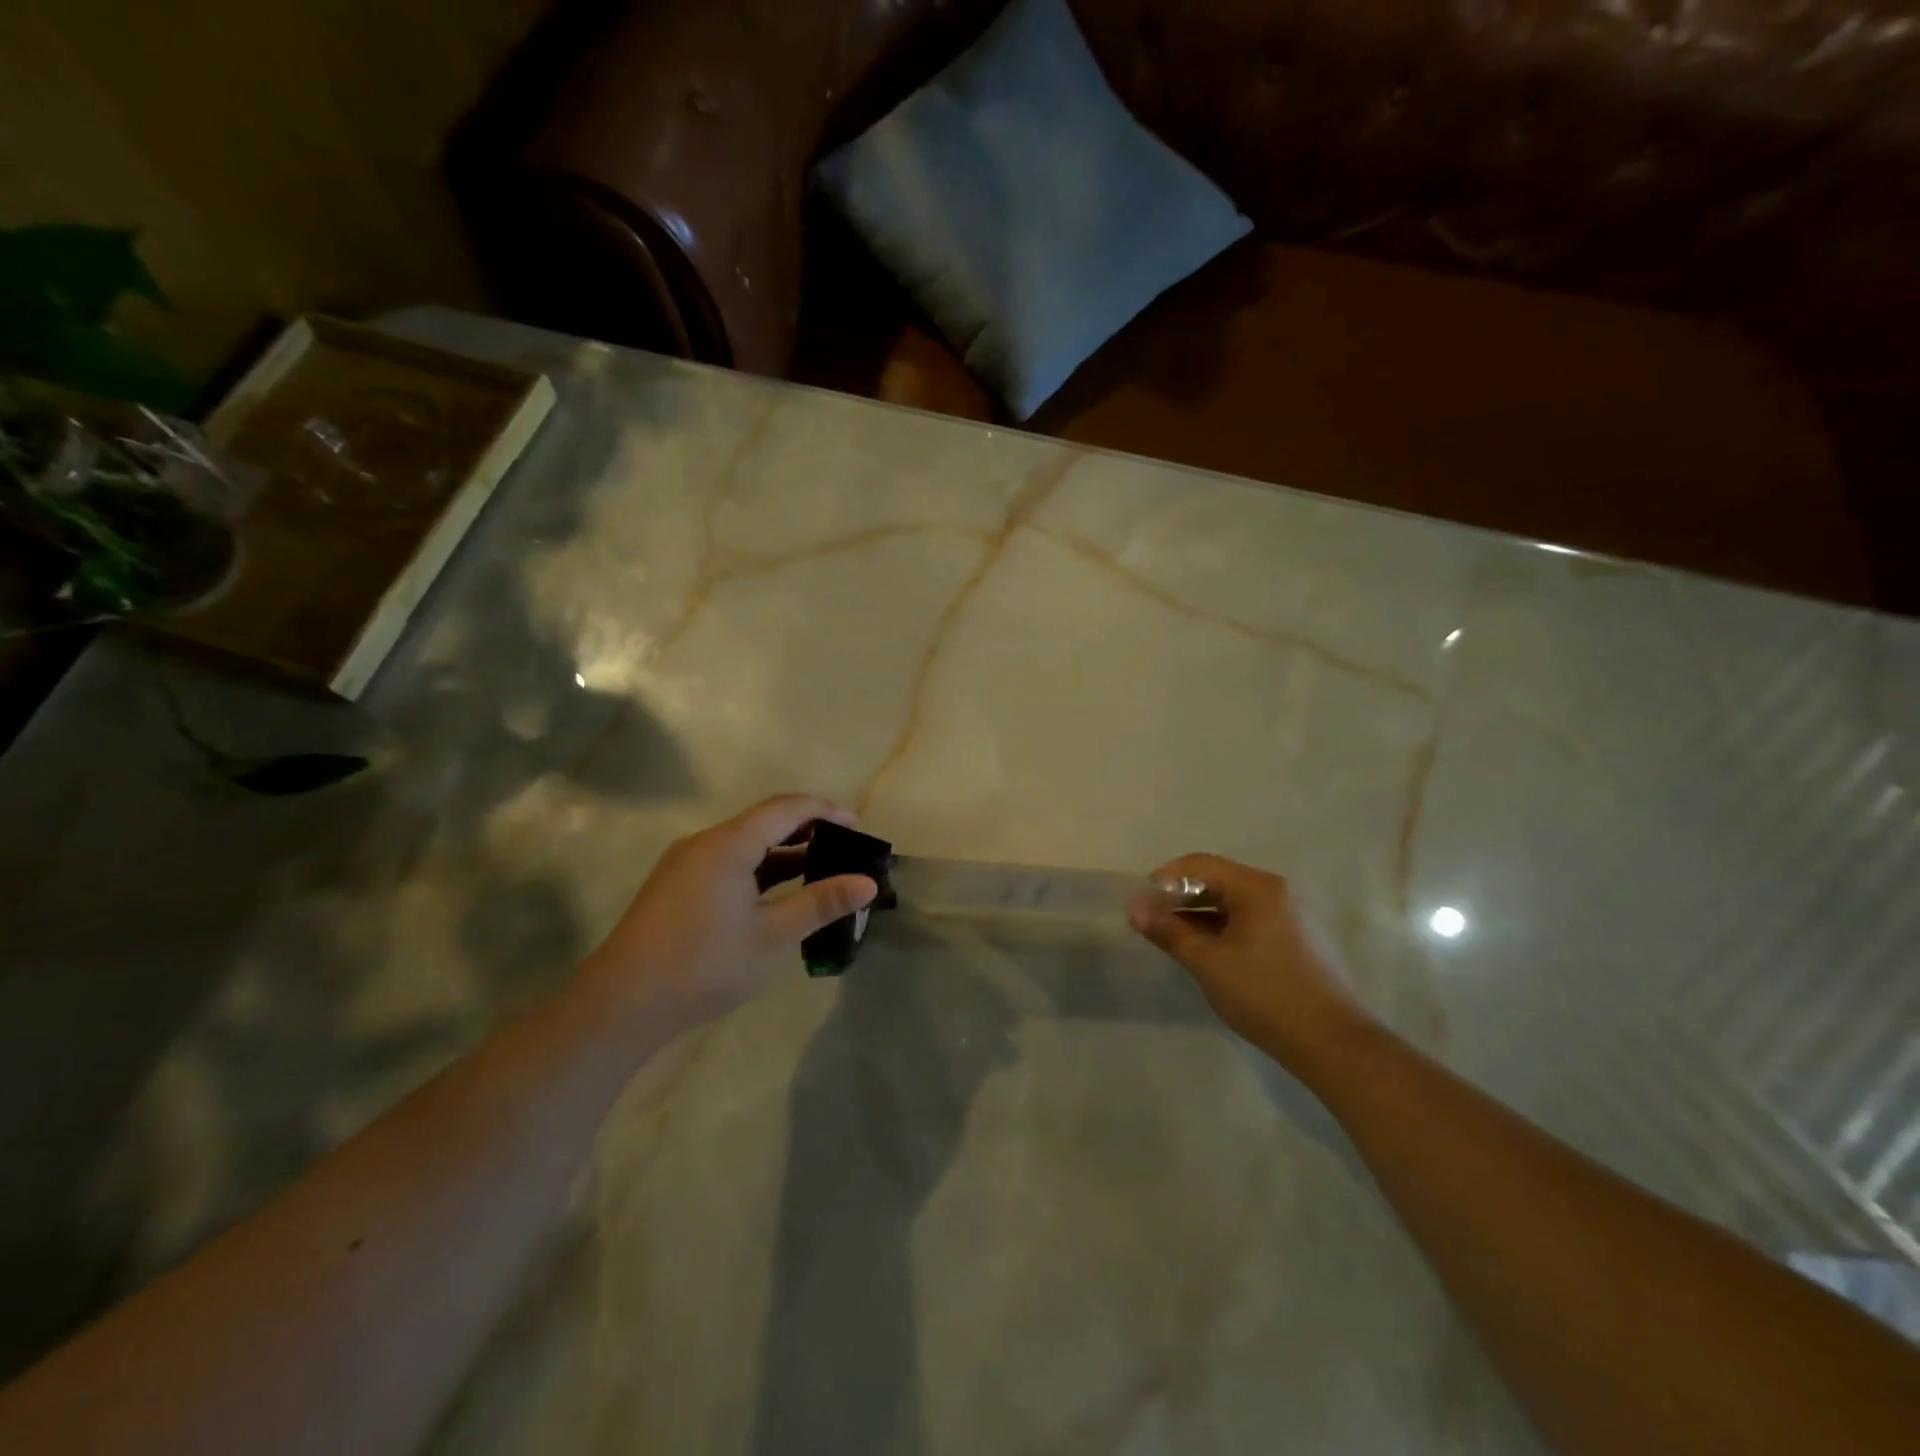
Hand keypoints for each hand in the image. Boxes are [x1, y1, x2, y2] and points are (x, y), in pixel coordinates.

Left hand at [582, 795, 877, 1027]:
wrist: (622, 1004)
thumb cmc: (704, 964)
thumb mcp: (772, 936)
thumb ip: (821, 903)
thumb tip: (869, 884)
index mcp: (728, 844)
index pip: (786, 808)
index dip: (825, 810)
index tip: (858, 825)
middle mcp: (705, 843)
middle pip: (764, 822)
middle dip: (808, 830)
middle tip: (845, 848)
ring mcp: (686, 864)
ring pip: (745, 845)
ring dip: (784, 853)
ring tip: (821, 870)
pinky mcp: (677, 886)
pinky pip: (728, 863)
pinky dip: (760, 870)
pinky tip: (778, 895)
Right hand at [1129, 854, 1371, 1073]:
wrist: (1333, 1044)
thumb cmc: (1265, 995)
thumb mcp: (1208, 963)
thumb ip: (1169, 931)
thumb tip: (1135, 907)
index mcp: (1257, 888)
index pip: (1199, 865)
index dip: (1164, 879)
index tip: (1141, 904)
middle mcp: (1276, 891)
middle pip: (1217, 880)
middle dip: (1181, 897)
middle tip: (1153, 923)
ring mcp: (1290, 915)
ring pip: (1233, 902)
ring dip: (1200, 914)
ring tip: (1175, 939)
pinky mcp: (1297, 938)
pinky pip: (1250, 919)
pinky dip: (1223, 928)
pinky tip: (1208, 952)